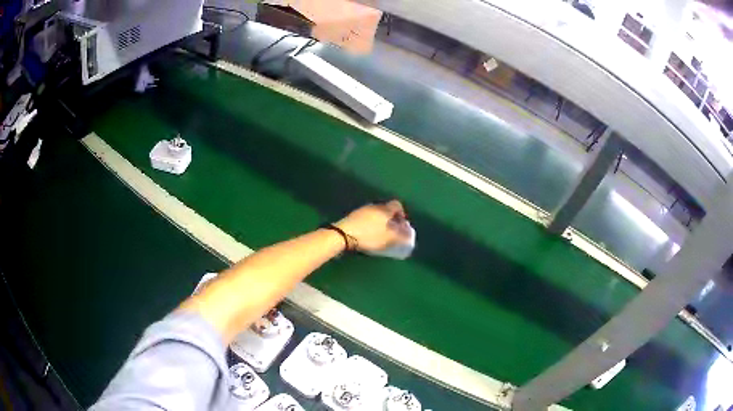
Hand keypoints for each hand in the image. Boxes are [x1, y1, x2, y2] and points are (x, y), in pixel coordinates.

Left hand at [334, 200, 411, 252]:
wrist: (343, 235)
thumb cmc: (369, 236)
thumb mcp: (388, 238)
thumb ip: (401, 236)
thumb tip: (409, 233)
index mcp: (384, 209)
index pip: (397, 205)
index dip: (401, 214)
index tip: (401, 224)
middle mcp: (374, 206)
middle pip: (386, 209)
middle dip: (390, 218)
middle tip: (391, 230)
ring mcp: (362, 209)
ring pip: (376, 213)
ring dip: (379, 221)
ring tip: (379, 233)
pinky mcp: (353, 215)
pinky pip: (366, 216)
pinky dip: (370, 223)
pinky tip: (367, 233)